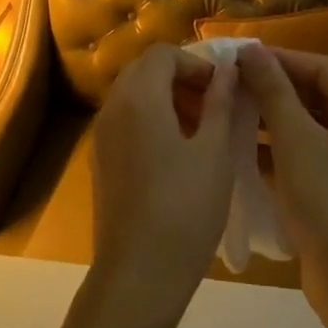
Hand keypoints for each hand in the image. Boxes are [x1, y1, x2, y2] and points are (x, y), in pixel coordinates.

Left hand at [84, 43, 237, 327]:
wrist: (139, 273)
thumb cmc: (185, 208)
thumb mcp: (215, 152)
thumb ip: (220, 103)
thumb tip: (227, 70)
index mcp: (138, 98)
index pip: (163, 54)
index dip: (196, 63)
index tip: (224, 87)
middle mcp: (112, 108)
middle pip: (144, 71)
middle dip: (181, 78)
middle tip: (216, 105)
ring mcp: (101, 136)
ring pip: (133, 97)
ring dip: (167, 99)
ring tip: (203, 129)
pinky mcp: (100, 161)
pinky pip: (125, 122)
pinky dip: (151, 121)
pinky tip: (178, 153)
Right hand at [237, 45, 327, 307]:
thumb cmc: (325, 199)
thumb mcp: (293, 138)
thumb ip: (273, 90)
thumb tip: (252, 50)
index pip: (324, 66)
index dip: (283, 57)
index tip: (242, 56)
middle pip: (319, 93)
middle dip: (276, 85)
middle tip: (234, 81)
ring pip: (311, 123)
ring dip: (275, 115)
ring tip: (233, 109)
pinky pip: (309, 151)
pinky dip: (281, 145)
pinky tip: (245, 147)